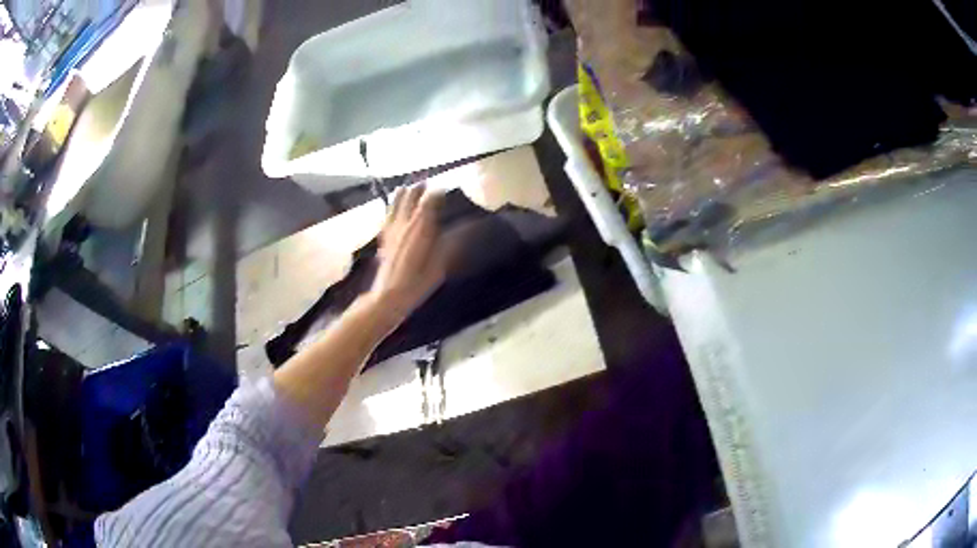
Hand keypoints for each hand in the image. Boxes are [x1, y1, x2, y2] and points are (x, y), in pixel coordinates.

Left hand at [368, 183, 446, 327]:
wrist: (389, 294)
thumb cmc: (418, 280)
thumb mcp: (441, 262)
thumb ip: (452, 242)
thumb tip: (468, 228)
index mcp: (421, 225)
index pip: (430, 199)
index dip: (438, 193)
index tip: (444, 190)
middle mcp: (406, 222)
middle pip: (412, 197)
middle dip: (420, 189)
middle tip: (426, 184)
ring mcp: (392, 228)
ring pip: (396, 203)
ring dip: (403, 194)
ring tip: (406, 187)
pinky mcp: (384, 237)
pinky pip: (388, 216)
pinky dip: (391, 208)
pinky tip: (391, 208)